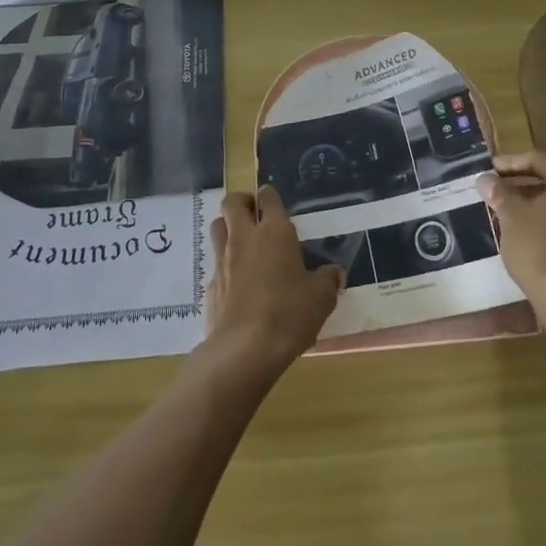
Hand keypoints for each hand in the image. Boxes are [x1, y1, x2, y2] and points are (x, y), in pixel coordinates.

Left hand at [202, 187, 343, 382]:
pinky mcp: (210, 284)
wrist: (245, 349)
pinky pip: (215, 261)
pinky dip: (224, 262)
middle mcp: (245, 237)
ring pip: (217, 226)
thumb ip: (328, 280)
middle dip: (242, 202)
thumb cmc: (289, 314)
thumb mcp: (321, 298)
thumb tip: (335, 273)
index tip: (274, 202)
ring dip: (228, 226)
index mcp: (275, 232)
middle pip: (233, 203)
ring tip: (242, 241)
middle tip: (254, 213)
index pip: (268, 198)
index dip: (270, 196)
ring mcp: (223, 259)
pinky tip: (236, 280)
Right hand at [480, 149, 545, 307]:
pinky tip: (531, 237)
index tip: (489, 170)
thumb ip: (499, 193)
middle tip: (497, 192)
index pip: (537, 160)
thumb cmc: (539, 248)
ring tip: (510, 215)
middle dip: (523, 185)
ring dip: (537, 206)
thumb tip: (486, 179)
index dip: (509, 162)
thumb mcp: (511, 216)